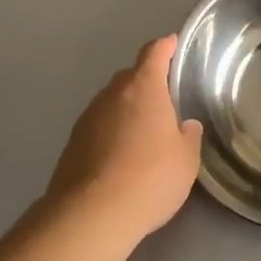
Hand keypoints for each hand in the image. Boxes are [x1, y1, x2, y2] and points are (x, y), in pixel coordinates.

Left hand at [46, 35, 202, 245]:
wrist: (90, 216)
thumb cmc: (149, 178)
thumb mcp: (186, 160)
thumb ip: (188, 136)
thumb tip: (184, 125)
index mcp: (143, 87)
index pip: (154, 52)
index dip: (166, 46)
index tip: (173, 44)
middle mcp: (113, 94)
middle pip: (131, 77)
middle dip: (147, 84)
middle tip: (164, 103)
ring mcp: (88, 118)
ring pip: (112, 103)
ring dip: (126, 111)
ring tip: (142, 136)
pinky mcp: (72, 144)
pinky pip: (98, 128)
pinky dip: (110, 134)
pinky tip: (120, 159)